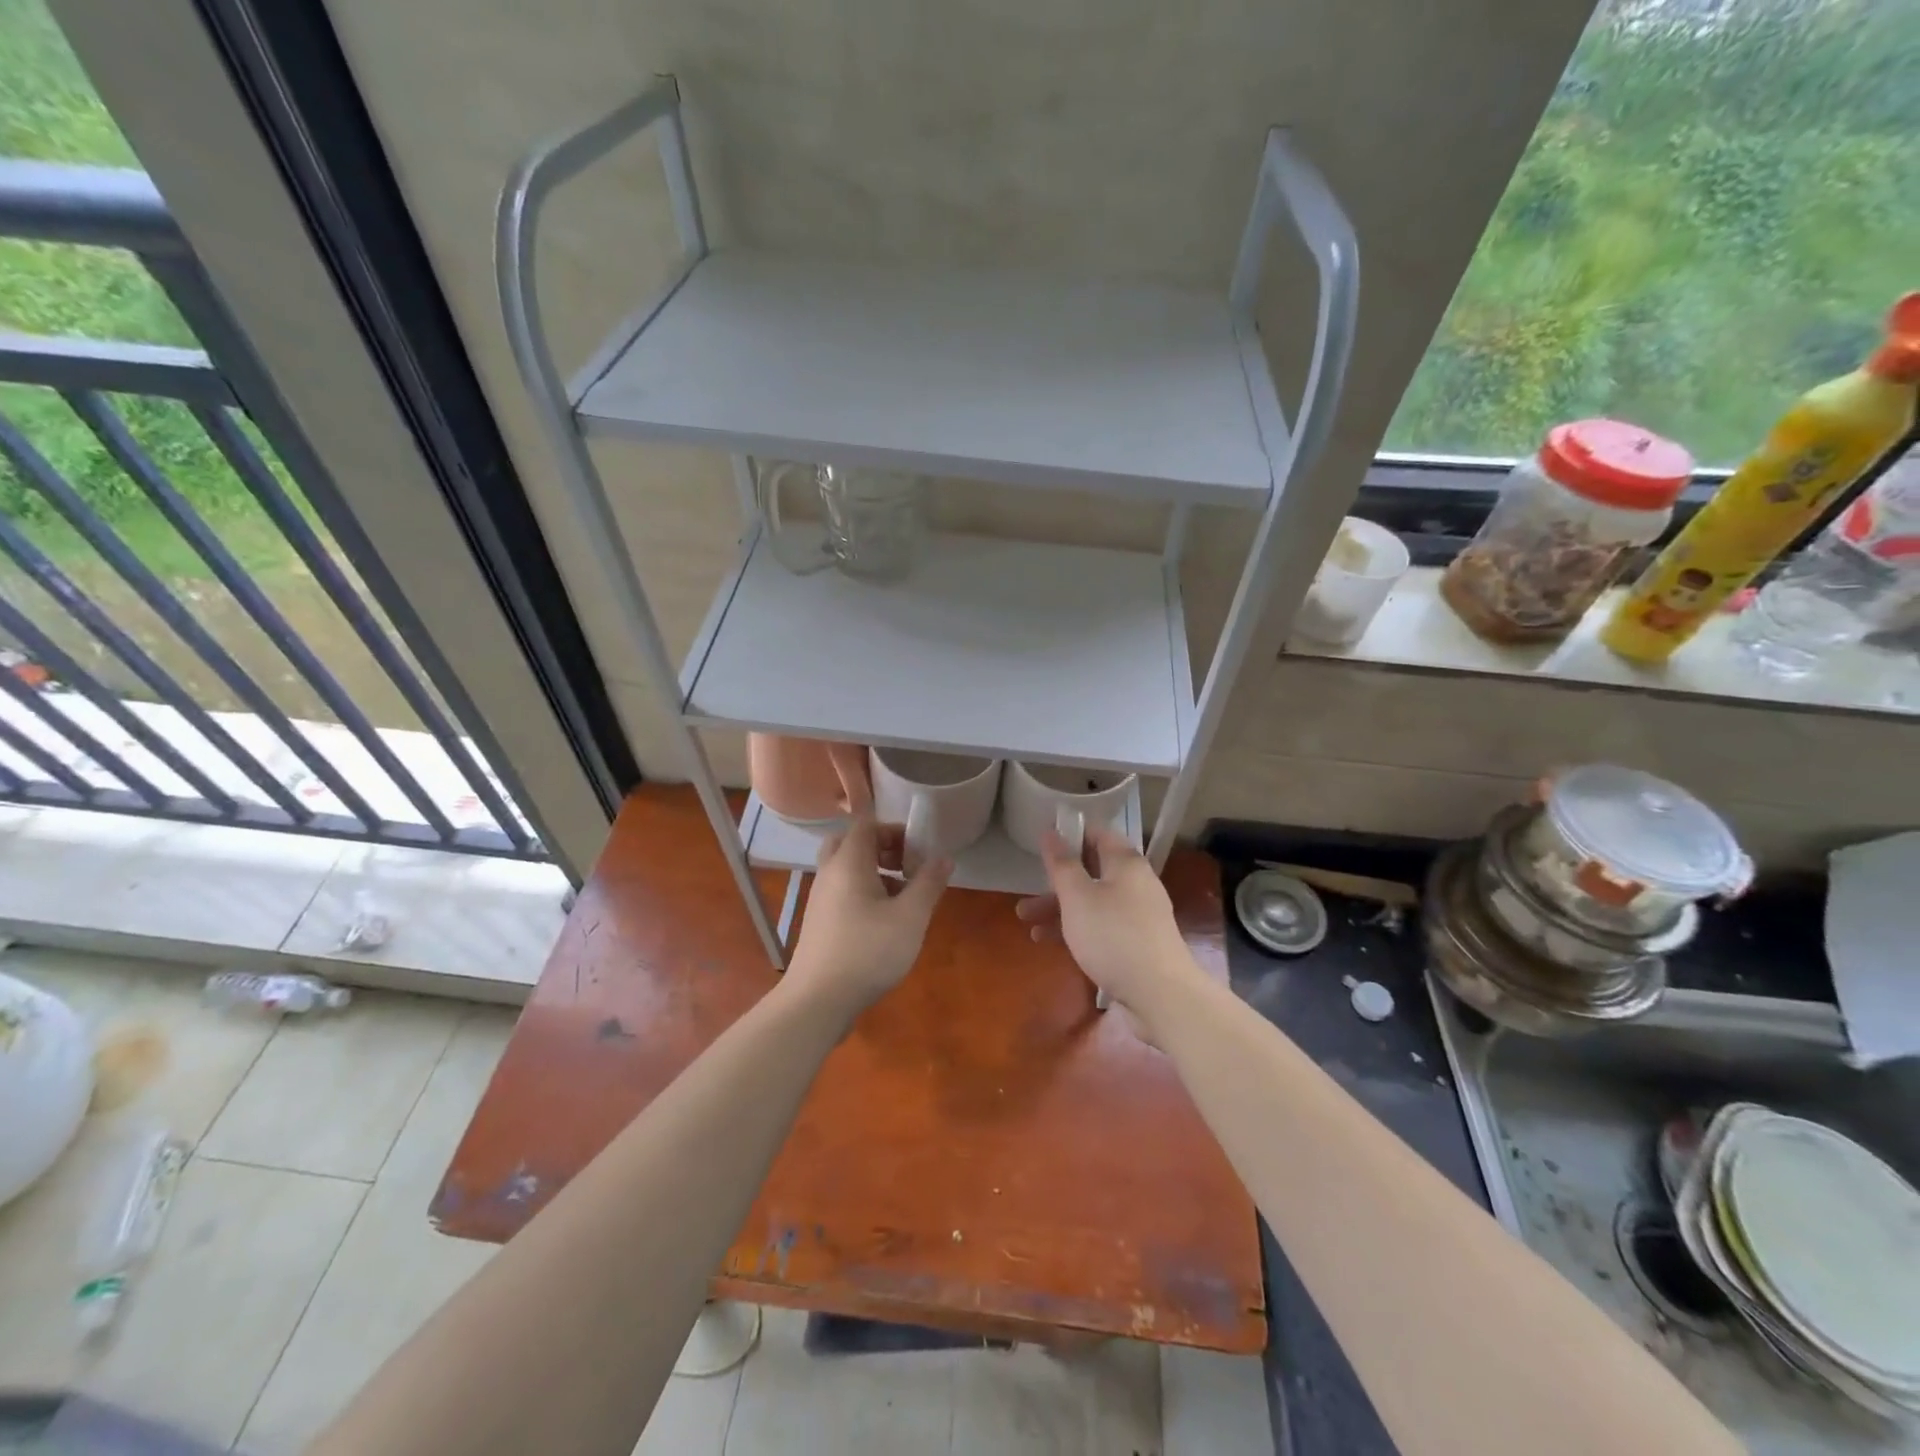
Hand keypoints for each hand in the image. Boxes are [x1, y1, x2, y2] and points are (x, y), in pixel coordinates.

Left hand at [783, 817, 950, 1022]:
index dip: (894, 830)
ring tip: (902, 897)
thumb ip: (928, 884)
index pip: (866, 824)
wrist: (818, 1001)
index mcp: (848, 862)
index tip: (918, 850)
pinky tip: (884, 921)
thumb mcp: (910, 917)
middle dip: (881, 847)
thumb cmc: (868, 951)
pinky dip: (863, 892)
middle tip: (905, 866)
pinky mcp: (819, 922)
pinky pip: (842, 891)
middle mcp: (829, 873)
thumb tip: (944, 858)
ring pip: (846, 869)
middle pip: (851, 843)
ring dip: (874, 872)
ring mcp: (820, 899)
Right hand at [1015, 826, 1200, 1033]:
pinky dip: (1077, 928)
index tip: (1042, 845)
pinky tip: (1050, 942)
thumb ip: (1061, 863)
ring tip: (1027, 922)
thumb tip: (1051, 831)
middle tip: (1027, 891)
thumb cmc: (1112, 936)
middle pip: (1092, 871)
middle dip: (1057, 881)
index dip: (1070, 834)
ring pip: (1093, 901)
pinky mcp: (1138, 942)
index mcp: (1125, 863)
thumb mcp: (1077, 897)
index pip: (1097, 833)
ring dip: (1060, 908)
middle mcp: (1136, 882)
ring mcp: (1139, 914)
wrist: (1160, 994)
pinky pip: (1102, 925)